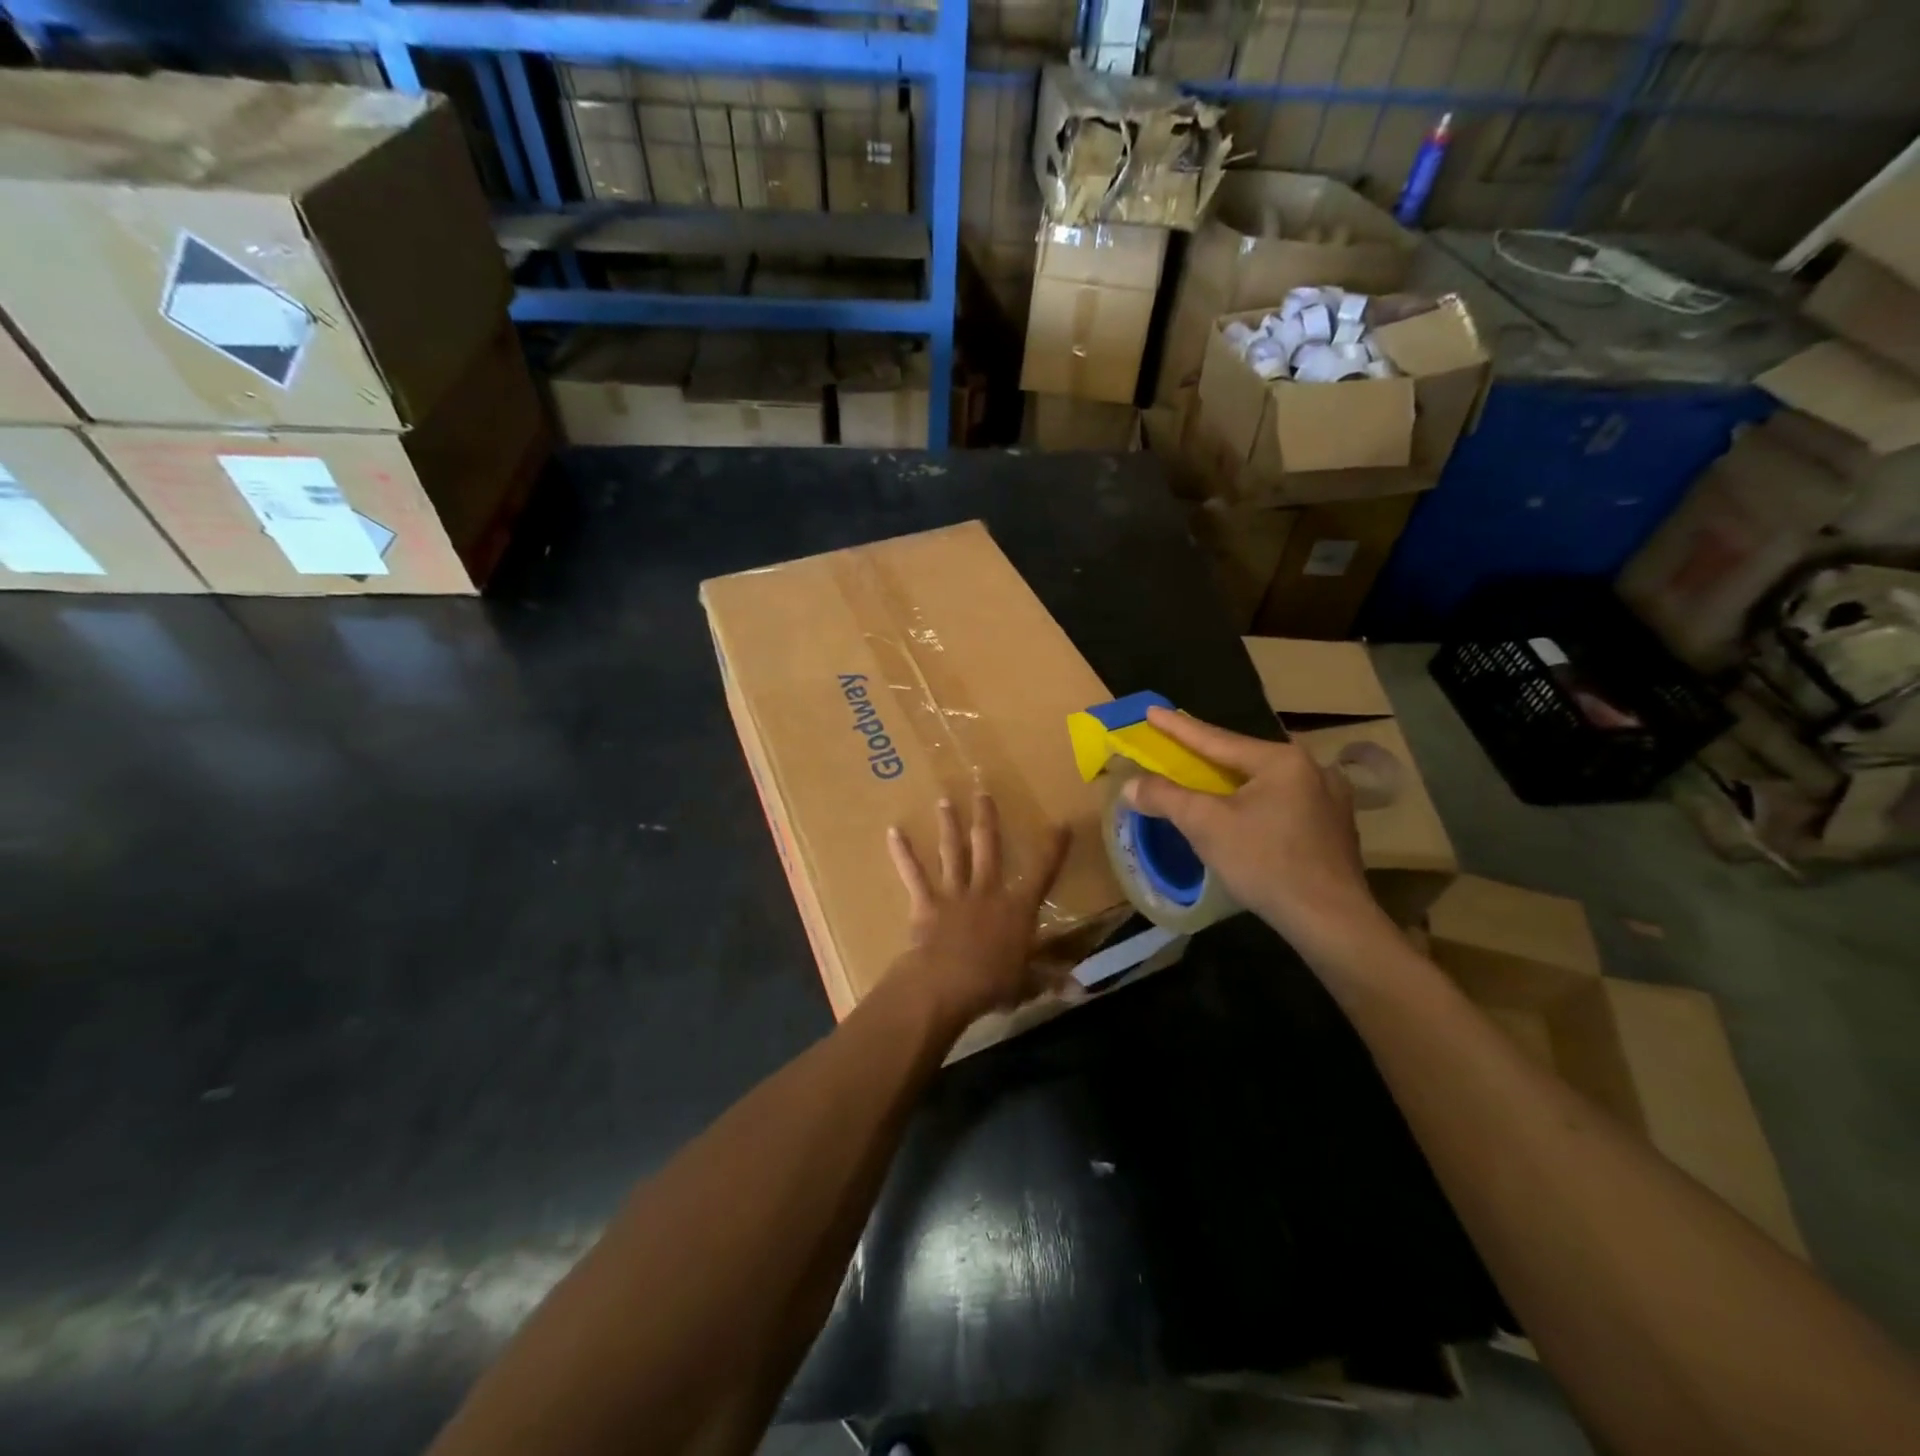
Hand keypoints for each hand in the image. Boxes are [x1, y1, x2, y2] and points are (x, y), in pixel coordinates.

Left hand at [885, 793, 1072, 1026]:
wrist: (946, 984)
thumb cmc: (992, 984)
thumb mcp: (1028, 983)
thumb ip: (1050, 978)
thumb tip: (1079, 988)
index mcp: (1016, 908)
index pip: (1042, 873)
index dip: (1053, 849)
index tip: (1061, 824)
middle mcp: (987, 891)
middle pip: (988, 847)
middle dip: (986, 818)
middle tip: (982, 792)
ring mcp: (954, 893)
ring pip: (952, 852)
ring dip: (948, 825)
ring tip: (944, 801)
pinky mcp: (926, 903)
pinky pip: (913, 874)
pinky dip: (902, 853)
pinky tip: (893, 832)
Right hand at [1121, 706, 1388, 962]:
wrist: (1330, 919)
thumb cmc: (1265, 863)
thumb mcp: (1206, 825)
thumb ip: (1165, 797)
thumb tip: (1129, 785)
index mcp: (1281, 760)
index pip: (1216, 739)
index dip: (1178, 727)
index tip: (1151, 711)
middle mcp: (1312, 769)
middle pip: (1244, 758)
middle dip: (1208, 754)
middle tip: (1178, 746)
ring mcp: (1331, 798)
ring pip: (1266, 781)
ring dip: (1235, 780)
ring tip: (1210, 779)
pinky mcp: (1335, 827)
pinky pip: (1284, 802)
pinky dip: (1257, 802)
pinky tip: (1248, 813)